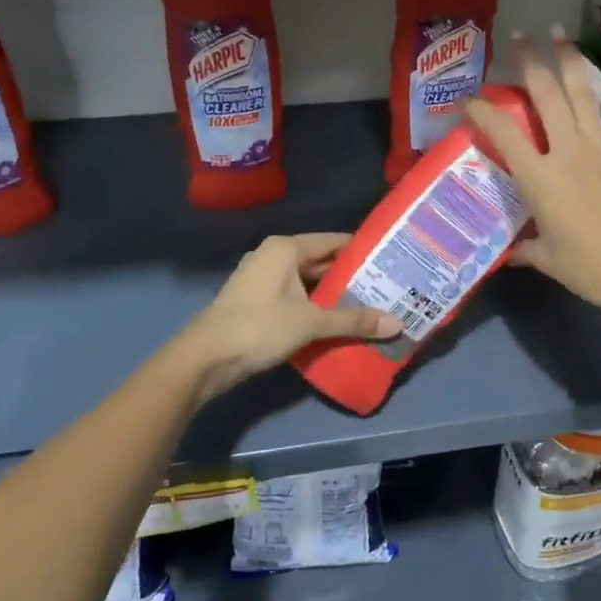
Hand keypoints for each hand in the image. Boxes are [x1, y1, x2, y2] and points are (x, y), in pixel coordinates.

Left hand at [184, 233, 400, 399]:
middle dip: (350, 276)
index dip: (361, 251)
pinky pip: (294, 296)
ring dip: (332, 294)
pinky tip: (335, 322)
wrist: (204, 358)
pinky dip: (314, 306)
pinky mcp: (255, 300)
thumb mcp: (311, 323)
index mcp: (285, 248)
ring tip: (368, 305)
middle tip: (385, 288)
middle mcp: (273, 256)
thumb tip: (397, 324)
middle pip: (320, 261)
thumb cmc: (259, 327)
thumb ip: (353, 321)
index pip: (333, 241)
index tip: (389, 261)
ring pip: (307, 281)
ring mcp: (261, 278)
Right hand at [464, 29, 600, 322]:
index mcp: (540, 178)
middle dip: (529, 63)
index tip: (467, 100)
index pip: (502, 134)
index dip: (481, 112)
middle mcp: (568, 152)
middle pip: (545, 97)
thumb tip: (509, 253)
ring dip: (570, 60)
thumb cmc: (589, 270)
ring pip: (583, 95)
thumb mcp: (547, 259)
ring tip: (559, 32)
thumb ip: (525, 249)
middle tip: (519, 37)